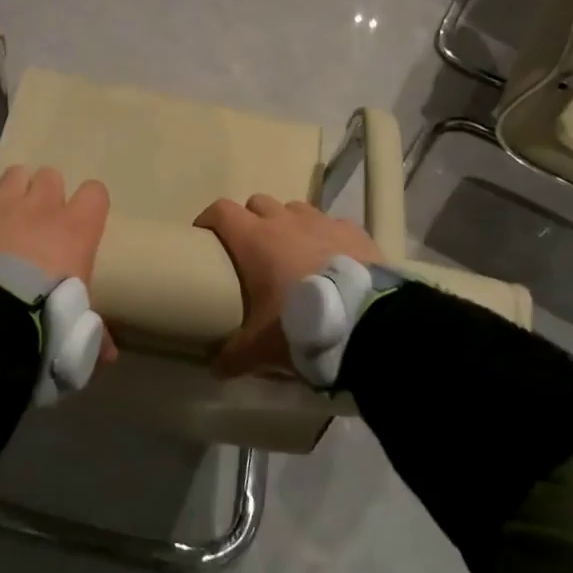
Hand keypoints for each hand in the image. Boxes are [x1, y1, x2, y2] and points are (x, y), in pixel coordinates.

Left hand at [0, 166, 115, 361]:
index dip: (89, 205)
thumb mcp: (76, 327)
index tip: (80, 223)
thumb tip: (110, 356)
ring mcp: (2, 201)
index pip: (96, 193)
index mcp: (77, 229)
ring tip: (5, 216)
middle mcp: (42, 205)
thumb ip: (92, 333)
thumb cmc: (44, 318)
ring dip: (13, 191)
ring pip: (15, 174)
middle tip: (38, 223)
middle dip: (46, 195)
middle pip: (51, 177)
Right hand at [194, 195, 383, 376]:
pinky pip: (332, 224)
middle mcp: (285, 221)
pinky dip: (326, 236)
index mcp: (254, 239)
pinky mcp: (354, 231)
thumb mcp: (261, 347)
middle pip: (257, 204)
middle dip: (251, 220)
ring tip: (292, 253)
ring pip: (295, 209)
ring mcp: (322, 222)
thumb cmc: (300, 324)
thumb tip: (215, 369)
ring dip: (288, 225)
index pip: (221, 211)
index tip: (204, 237)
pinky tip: (331, 259)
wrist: (367, 323)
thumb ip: (234, 356)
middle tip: (251, 251)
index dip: (209, 220)